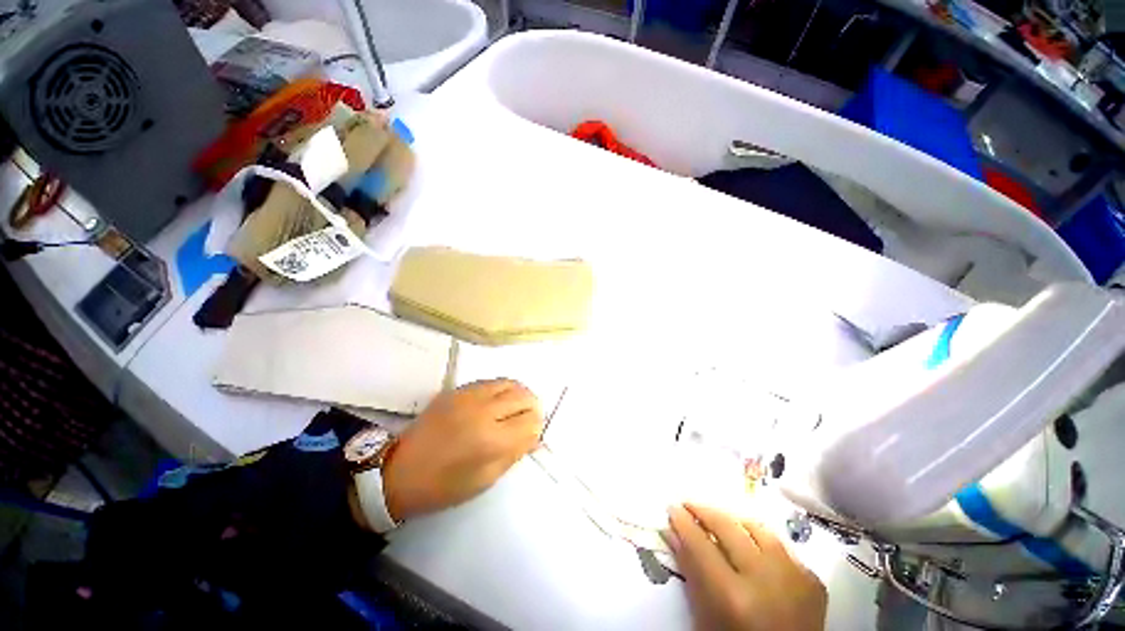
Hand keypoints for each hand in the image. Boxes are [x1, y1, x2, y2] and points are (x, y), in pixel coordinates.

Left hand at [382, 379, 542, 521]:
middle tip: (525, 423)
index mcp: (491, 439)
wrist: (399, 471)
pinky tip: (496, 404)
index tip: (529, 438)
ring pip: (511, 383)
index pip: (531, 421)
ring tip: (513, 411)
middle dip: (532, 409)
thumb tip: (535, 435)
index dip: (535, 429)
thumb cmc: (444, 485)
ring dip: (519, 396)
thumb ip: (515, 452)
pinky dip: (503, 390)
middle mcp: (484, 410)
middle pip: (525, 396)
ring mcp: (470, 395)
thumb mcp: (486, 479)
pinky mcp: (459, 389)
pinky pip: (492, 381)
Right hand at [664, 504, 826, 630]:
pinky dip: (759, 540)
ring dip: (731, 520)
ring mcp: (795, 577)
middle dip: (703, 510)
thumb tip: (672, 532)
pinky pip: (780, 546)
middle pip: (728, 527)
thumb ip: (691, 573)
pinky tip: (749, 544)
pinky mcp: (813, 579)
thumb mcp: (707, 618)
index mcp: (735, 598)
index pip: (701, 545)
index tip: (672, 507)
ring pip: (756, 528)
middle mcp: (766, 580)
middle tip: (687, 504)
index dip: (683, 523)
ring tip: (716, 518)